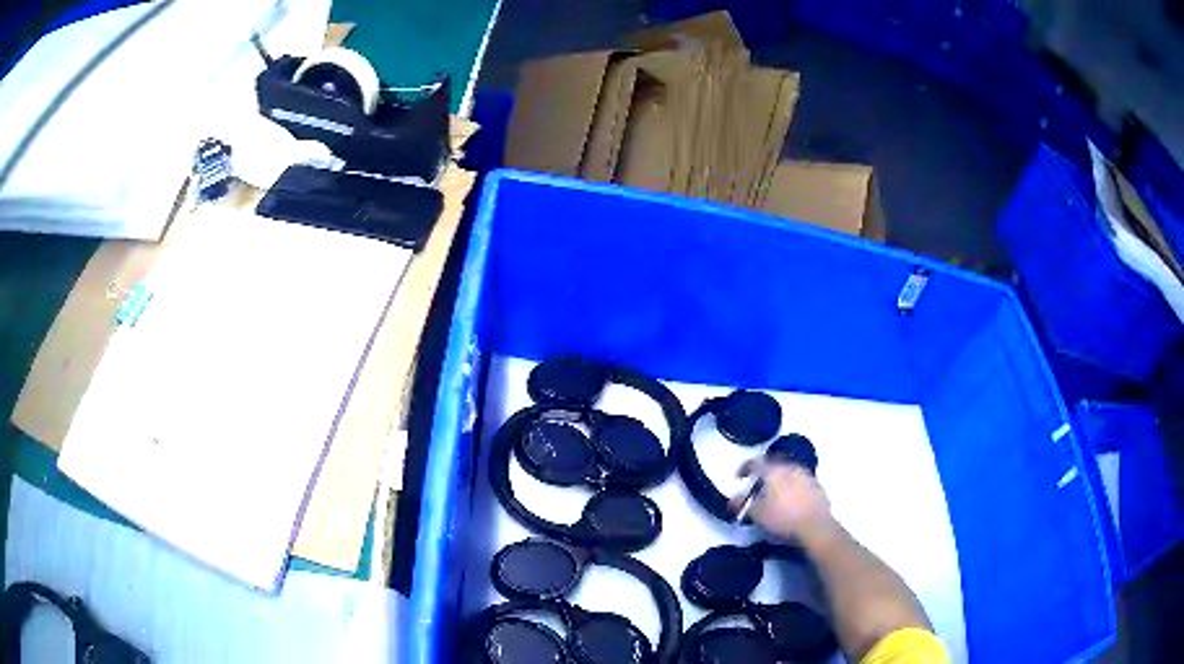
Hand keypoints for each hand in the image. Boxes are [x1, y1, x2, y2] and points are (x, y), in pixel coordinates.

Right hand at [729, 459, 836, 546]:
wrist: (816, 527)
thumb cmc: (784, 519)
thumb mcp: (757, 514)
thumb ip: (742, 504)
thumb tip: (731, 500)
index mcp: (775, 471)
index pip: (755, 462)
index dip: (745, 468)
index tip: (739, 477)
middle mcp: (791, 467)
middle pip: (773, 465)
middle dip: (763, 474)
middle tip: (757, 486)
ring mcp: (806, 475)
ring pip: (788, 472)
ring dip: (779, 479)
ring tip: (774, 494)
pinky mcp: (817, 486)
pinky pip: (800, 481)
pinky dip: (792, 487)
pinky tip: (791, 501)